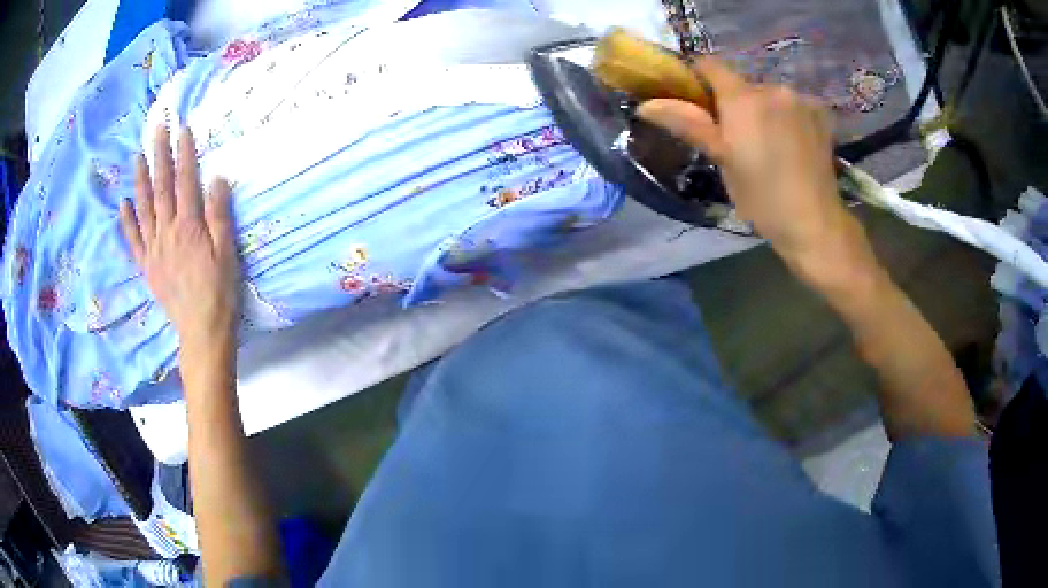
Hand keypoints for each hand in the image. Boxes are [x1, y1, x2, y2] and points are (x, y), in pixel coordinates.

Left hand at [120, 126, 239, 350]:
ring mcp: (153, 249)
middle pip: (161, 187)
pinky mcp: (147, 265)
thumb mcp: (227, 251)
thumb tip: (216, 179)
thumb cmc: (219, 290)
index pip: (185, 181)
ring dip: (140, 180)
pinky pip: (133, 240)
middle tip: (157, 128)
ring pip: (144, 208)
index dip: (183, 153)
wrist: (201, 329)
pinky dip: (127, 221)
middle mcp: (167, 232)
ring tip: (137, 156)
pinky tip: (123, 203)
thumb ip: (220, 215)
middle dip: (159, 155)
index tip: (182, 128)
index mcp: (189, 227)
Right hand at [638, 57, 880, 290]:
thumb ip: (688, 124)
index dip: (698, 77)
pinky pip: (792, 104)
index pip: (710, 64)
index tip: (697, 102)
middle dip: (735, 102)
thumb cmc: (762, 197)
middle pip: (742, 83)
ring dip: (763, 110)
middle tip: (737, 138)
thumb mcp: (722, 161)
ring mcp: (801, 99)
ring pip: (769, 94)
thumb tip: (645, 105)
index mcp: (743, 98)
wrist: (814, 223)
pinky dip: (786, 116)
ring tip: (769, 145)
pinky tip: (792, 144)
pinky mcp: (821, 113)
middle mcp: (773, 87)